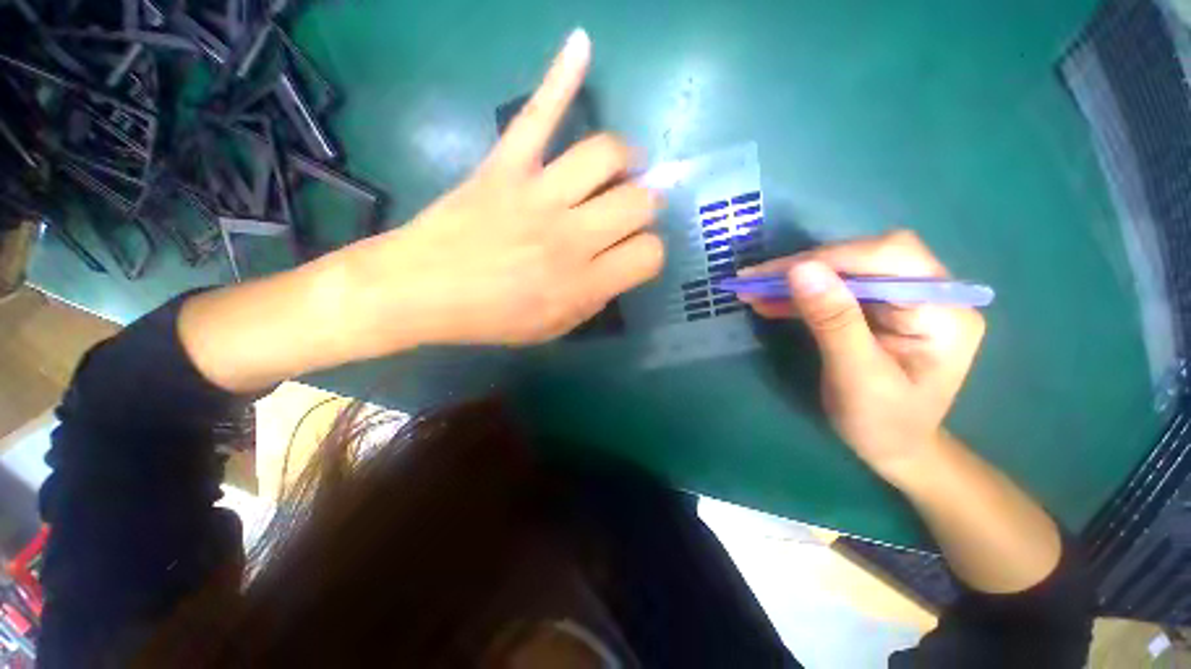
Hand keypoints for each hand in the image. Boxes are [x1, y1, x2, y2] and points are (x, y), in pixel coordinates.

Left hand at [338, 29, 663, 351]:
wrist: (420, 290)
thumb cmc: (490, 318)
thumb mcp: (553, 328)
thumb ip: (593, 299)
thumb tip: (617, 268)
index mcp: (581, 284)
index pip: (648, 254)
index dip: (649, 253)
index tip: (634, 253)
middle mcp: (570, 237)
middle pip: (638, 202)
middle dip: (645, 207)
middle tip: (630, 211)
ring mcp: (537, 195)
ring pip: (605, 154)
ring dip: (624, 159)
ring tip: (619, 168)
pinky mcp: (504, 165)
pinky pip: (538, 114)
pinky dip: (560, 78)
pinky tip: (582, 45)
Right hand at [741, 231, 984, 478]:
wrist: (894, 447)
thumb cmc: (883, 423)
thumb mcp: (856, 377)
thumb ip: (833, 322)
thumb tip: (801, 269)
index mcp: (943, 311)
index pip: (890, 257)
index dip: (830, 258)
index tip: (774, 274)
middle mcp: (930, 294)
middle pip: (865, 257)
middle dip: (806, 266)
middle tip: (755, 280)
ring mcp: (903, 299)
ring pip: (844, 270)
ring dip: (796, 279)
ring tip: (752, 289)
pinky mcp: (879, 308)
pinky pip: (835, 290)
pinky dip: (800, 295)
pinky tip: (769, 301)